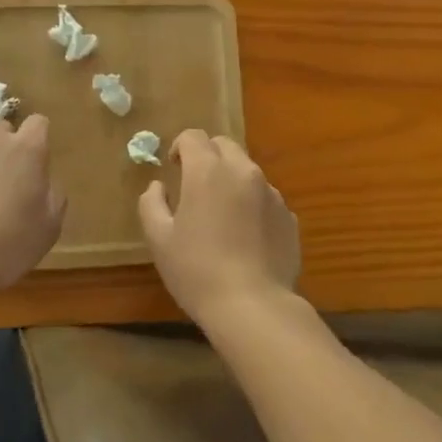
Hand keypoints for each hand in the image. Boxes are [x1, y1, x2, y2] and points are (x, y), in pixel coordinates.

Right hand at [138, 130, 300, 327]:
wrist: (253, 306)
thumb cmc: (197, 270)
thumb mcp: (159, 239)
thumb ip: (152, 203)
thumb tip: (158, 186)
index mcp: (208, 171)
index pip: (193, 136)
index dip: (180, 147)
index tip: (174, 168)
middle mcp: (243, 171)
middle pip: (224, 145)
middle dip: (208, 156)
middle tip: (195, 185)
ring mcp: (271, 193)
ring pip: (247, 171)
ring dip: (232, 180)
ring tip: (222, 215)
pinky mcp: (289, 216)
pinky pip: (266, 198)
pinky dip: (252, 205)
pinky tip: (245, 237)